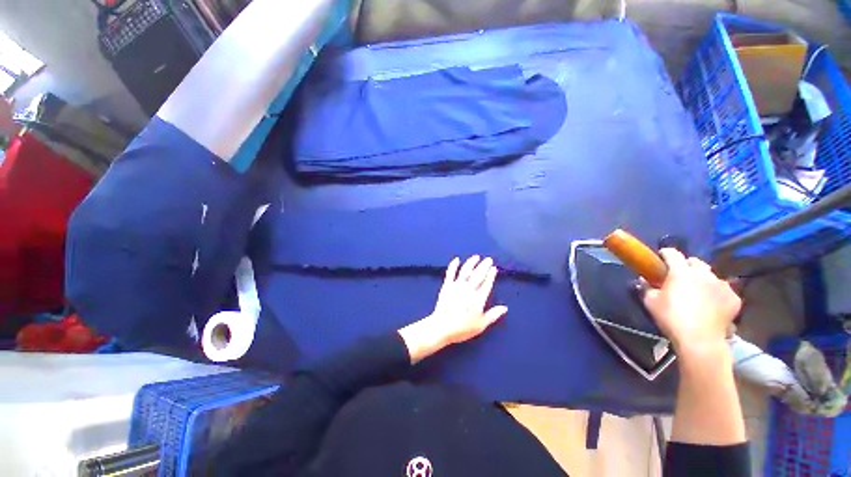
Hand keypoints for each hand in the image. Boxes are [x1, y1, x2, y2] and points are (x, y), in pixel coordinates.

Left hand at [398, 256, 507, 363]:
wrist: (442, 327)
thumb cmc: (463, 328)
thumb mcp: (481, 324)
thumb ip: (493, 315)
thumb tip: (505, 308)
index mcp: (478, 299)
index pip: (486, 284)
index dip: (491, 275)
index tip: (494, 268)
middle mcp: (468, 289)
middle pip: (478, 275)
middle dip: (484, 266)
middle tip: (488, 259)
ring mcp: (456, 286)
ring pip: (465, 271)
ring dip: (471, 263)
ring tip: (476, 257)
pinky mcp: (446, 286)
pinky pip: (450, 273)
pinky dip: (453, 265)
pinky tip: (456, 259)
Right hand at [642, 249, 740, 353]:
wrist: (700, 340)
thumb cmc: (671, 318)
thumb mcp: (650, 302)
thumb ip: (647, 288)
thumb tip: (644, 280)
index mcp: (681, 272)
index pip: (673, 254)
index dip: (666, 253)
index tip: (661, 256)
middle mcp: (703, 274)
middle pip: (695, 261)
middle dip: (687, 265)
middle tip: (680, 275)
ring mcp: (722, 285)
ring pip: (711, 275)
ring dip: (703, 279)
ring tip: (698, 291)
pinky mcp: (734, 298)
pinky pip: (724, 290)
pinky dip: (716, 293)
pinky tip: (711, 303)